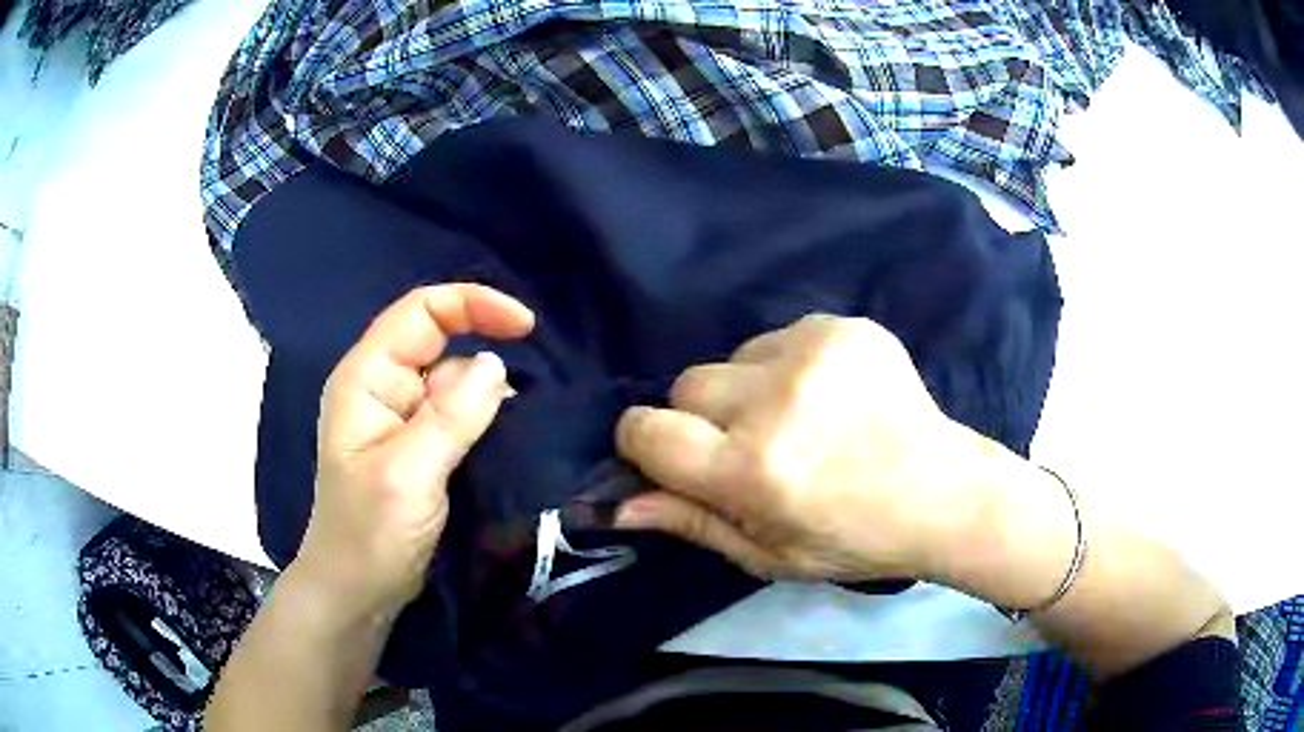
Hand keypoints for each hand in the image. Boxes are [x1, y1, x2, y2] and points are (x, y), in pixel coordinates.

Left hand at [296, 285, 533, 618]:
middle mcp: (382, 387)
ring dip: (490, 386)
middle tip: (539, 375)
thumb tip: (497, 363)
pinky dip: (487, 415)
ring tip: (534, 410)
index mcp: (367, 378)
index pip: (420, 312)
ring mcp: (401, 418)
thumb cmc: (369, 534)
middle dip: (486, 342)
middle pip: (438, 339)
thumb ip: (450, 416)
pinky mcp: (420, 448)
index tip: (526, 327)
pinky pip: (458, 414)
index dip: (472, 305)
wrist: (359, 592)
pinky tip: (513, 432)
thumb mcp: (408, 474)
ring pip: (453, 379)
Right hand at [614, 314, 999, 582]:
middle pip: (686, 383)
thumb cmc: (852, 538)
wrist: (941, 492)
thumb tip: (619, 502)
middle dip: (702, 416)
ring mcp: (813, 352)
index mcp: (752, 470)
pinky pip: (781, 336)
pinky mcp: (844, 327)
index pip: (647, 431)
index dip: (646, 442)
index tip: (669, 455)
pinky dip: (790, 366)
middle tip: (751, 445)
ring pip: (734, 357)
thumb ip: (690, 522)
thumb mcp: (767, 553)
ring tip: (801, 419)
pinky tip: (830, 396)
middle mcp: (775, 401)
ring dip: (750, 388)